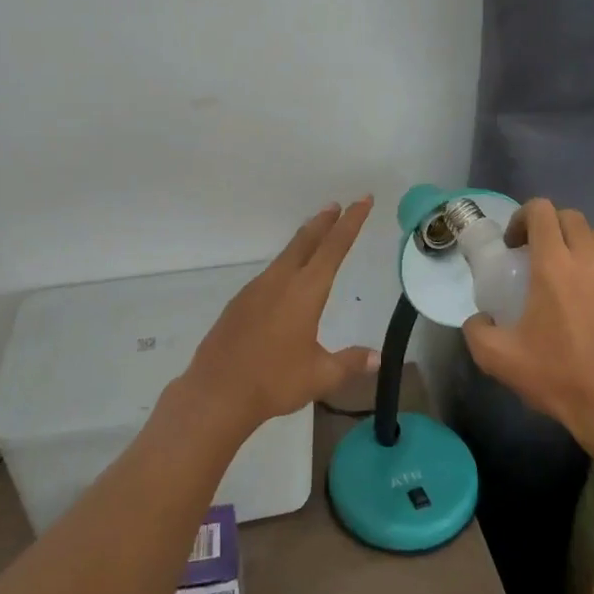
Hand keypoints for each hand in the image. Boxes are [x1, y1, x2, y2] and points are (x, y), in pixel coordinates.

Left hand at [178, 197, 379, 435]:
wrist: (216, 393)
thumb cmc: (274, 381)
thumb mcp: (320, 375)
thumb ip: (349, 362)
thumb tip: (377, 358)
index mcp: (305, 291)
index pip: (334, 248)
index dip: (351, 222)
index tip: (362, 200)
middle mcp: (280, 282)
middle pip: (306, 242)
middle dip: (324, 222)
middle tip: (336, 206)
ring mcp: (255, 290)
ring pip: (285, 256)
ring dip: (303, 242)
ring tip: (314, 236)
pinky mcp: (239, 303)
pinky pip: (269, 274)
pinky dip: (285, 264)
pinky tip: (285, 280)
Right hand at [461, 199, 593, 461]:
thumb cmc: (559, 377)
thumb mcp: (498, 359)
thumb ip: (477, 330)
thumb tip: (479, 319)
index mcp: (554, 265)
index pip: (541, 211)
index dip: (523, 218)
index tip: (515, 246)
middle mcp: (591, 260)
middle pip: (571, 217)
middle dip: (550, 228)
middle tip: (538, 257)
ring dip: (581, 243)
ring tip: (571, 272)